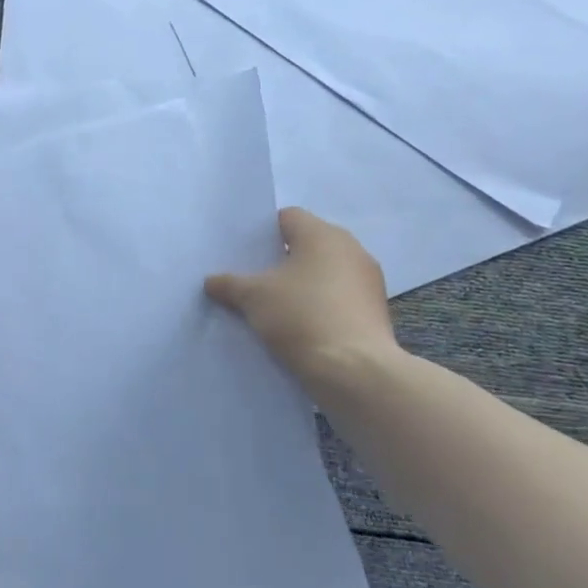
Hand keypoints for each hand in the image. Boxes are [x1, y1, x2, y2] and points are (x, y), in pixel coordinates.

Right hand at [205, 208, 400, 395]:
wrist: (354, 370)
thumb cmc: (301, 317)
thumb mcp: (252, 298)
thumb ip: (229, 284)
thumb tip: (211, 281)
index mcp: (322, 234)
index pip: (287, 217)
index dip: (263, 233)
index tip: (244, 256)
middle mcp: (351, 248)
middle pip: (308, 244)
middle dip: (281, 260)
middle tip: (254, 280)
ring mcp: (369, 280)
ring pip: (326, 272)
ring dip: (303, 284)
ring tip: (276, 307)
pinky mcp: (376, 311)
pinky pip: (340, 297)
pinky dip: (322, 305)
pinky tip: (302, 326)